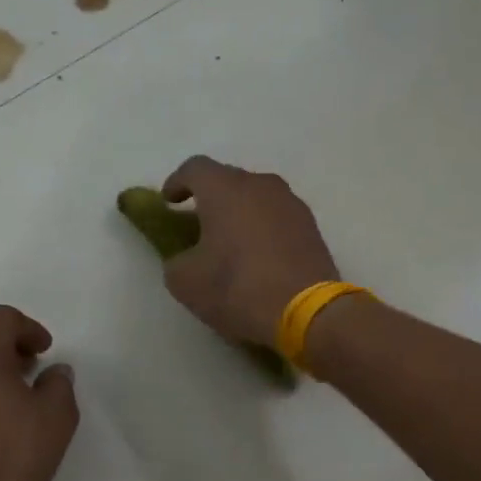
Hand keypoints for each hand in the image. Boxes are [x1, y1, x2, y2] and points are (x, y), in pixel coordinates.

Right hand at [159, 156, 341, 345]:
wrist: (306, 312)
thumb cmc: (237, 289)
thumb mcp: (186, 282)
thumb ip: (177, 260)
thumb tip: (186, 258)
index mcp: (224, 189)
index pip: (194, 168)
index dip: (177, 182)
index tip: (168, 202)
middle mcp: (260, 185)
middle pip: (229, 180)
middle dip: (210, 199)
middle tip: (199, 225)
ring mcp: (291, 204)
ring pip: (257, 199)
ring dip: (240, 213)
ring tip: (231, 242)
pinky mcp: (312, 227)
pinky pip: (277, 218)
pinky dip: (263, 229)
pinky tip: (259, 256)